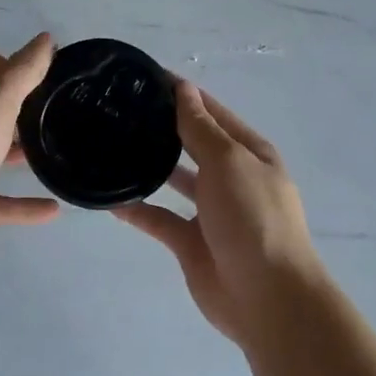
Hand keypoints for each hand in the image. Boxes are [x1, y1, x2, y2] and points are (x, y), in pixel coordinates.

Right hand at [116, 81, 325, 349]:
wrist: (267, 297)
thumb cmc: (253, 217)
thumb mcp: (229, 162)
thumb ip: (201, 128)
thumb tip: (184, 89)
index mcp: (249, 153)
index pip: (212, 113)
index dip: (183, 95)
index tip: (145, 78)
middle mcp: (231, 178)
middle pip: (193, 145)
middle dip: (164, 128)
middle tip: (119, 111)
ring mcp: (211, 212)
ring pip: (175, 181)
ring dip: (150, 166)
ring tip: (111, 146)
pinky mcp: (191, 243)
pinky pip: (159, 219)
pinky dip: (137, 210)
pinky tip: (108, 198)